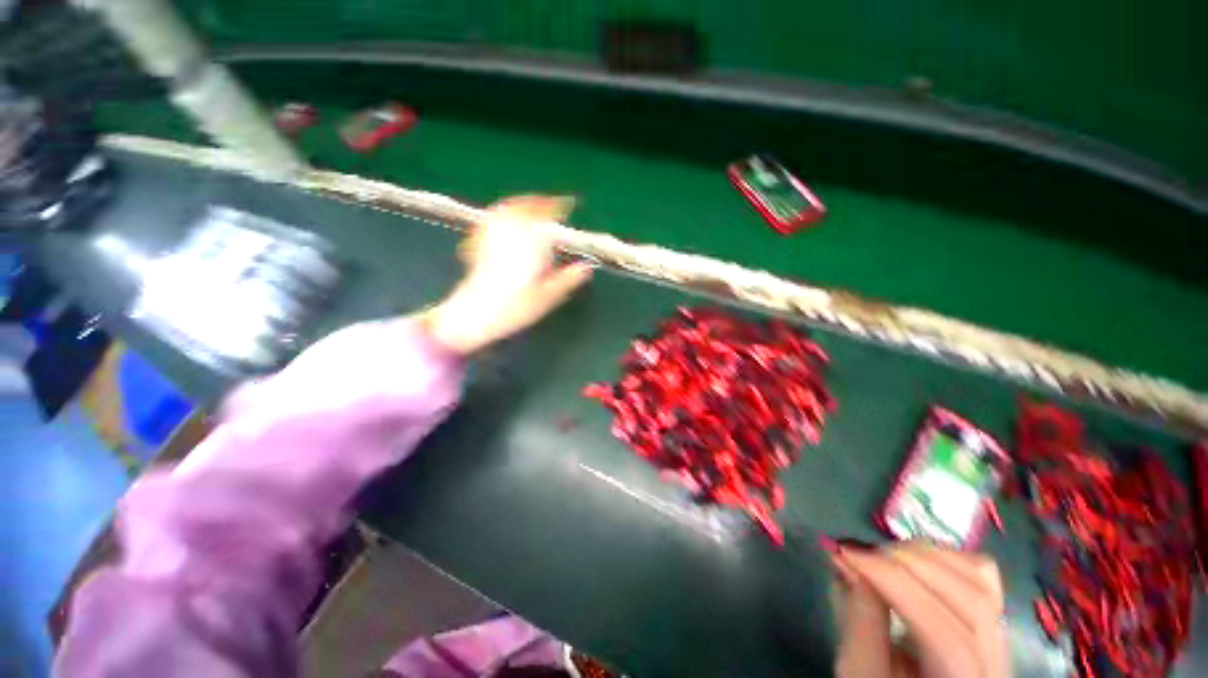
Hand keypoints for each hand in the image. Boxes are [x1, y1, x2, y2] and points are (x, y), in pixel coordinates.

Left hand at [425, 195, 593, 354]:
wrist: (474, 315)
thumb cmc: (513, 308)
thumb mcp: (546, 297)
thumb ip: (567, 280)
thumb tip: (586, 268)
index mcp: (529, 247)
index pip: (545, 219)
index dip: (558, 208)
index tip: (569, 204)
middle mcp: (510, 237)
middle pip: (524, 209)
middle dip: (540, 203)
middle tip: (553, 204)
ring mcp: (493, 238)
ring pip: (506, 211)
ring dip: (521, 204)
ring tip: (533, 206)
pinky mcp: (481, 245)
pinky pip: (491, 221)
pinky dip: (502, 214)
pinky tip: (505, 218)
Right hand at [829, 541, 1007, 677]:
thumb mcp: (860, 671)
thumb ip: (860, 622)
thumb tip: (847, 560)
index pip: (945, 635)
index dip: (894, 585)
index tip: (845, 553)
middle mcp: (995, 664)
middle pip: (971, 599)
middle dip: (907, 563)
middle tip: (860, 553)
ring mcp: (1000, 637)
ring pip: (980, 578)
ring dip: (924, 555)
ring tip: (882, 556)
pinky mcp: (992, 616)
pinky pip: (980, 574)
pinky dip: (943, 557)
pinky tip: (911, 562)